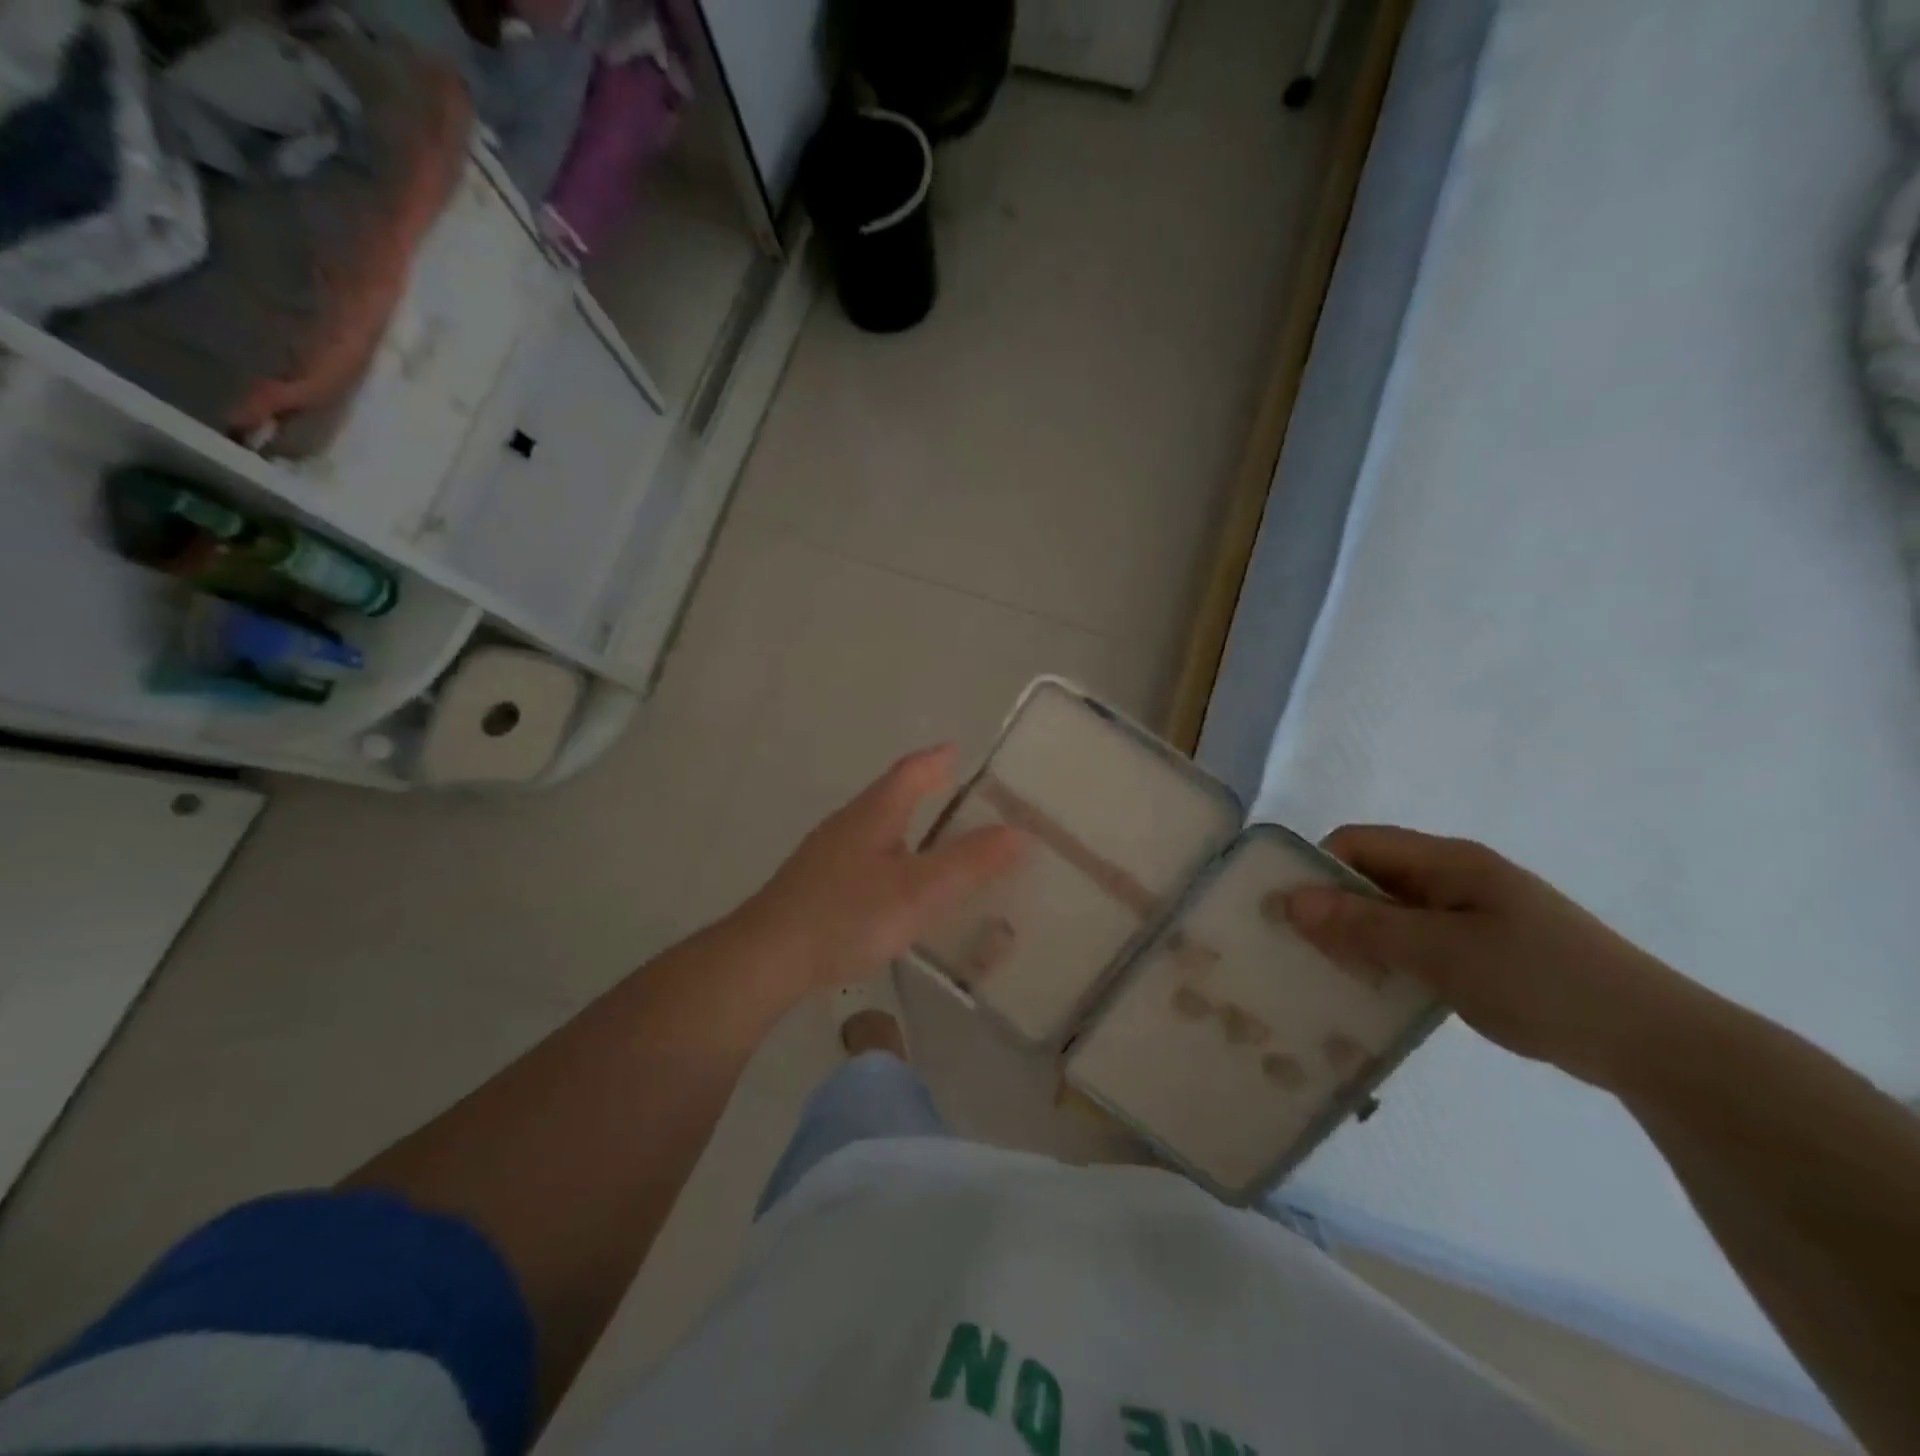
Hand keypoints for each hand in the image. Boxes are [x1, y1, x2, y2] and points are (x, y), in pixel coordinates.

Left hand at [738, 746, 1024, 993]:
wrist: (768, 957)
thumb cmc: (848, 915)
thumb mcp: (919, 891)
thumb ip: (969, 862)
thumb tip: (1020, 832)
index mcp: (874, 814)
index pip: (910, 773)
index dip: (936, 760)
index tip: (956, 751)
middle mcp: (848, 824)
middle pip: (890, 796)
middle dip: (922, 790)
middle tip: (955, 792)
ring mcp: (826, 854)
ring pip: (875, 828)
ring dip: (905, 825)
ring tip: (933, 839)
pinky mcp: (815, 885)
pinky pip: (863, 857)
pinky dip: (889, 857)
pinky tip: (894, 885)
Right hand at [1285, 826, 1704, 1088]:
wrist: (1656, 1044)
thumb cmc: (1541, 983)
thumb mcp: (1441, 953)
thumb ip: (1363, 926)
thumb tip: (1290, 900)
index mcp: (1448, 860)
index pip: (1358, 843)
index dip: (1318, 869)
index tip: (1290, 914)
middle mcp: (1457, 876)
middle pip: (1373, 875)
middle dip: (1334, 907)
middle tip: (1304, 951)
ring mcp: (1476, 912)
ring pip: (1394, 911)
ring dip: (1362, 937)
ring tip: (1335, 975)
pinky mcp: (1489, 948)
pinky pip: (1420, 940)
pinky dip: (1393, 958)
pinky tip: (1383, 991)